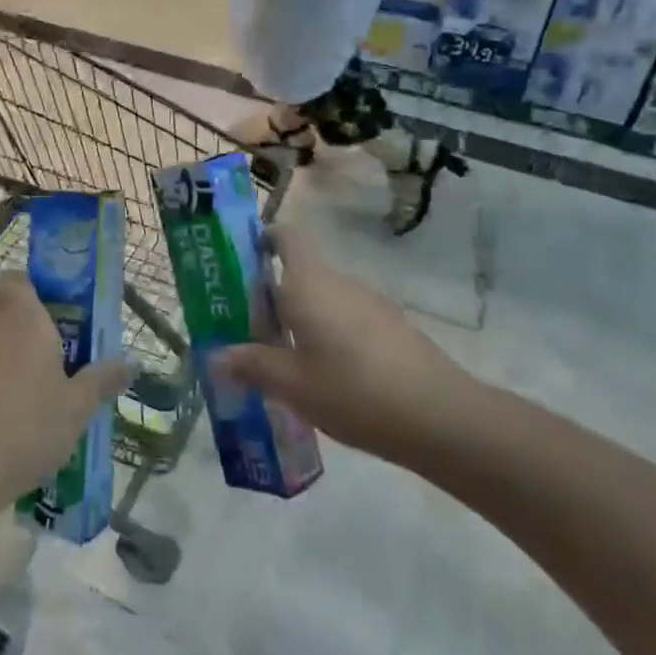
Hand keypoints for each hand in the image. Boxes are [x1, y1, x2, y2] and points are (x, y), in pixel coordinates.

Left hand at [0, 273, 128, 517]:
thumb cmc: (23, 430)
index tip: (56, 318)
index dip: (33, 292)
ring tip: (30, 414)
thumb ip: (102, 381)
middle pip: (6, 320)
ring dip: (5, 373)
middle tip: (58, 376)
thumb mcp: (76, 410)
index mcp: (22, 319)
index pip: (18, 280)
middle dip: (29, 343)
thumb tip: (132, 361)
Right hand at [212, 231, 486, 470]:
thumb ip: (251, 365)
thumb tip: (215, 355)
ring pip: (323, 301)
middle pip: (298, 275)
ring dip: (300, 321)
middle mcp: (339, 283)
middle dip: (271, 299)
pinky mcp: (392, 328)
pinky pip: (347, 321)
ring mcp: (370, 304)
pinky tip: (327, 379)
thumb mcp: (291, 385)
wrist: (440, 416)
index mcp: (308, 284)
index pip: (286, 237)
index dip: (264, 239)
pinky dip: (328, 337)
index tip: (244, 260)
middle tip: (247, 334)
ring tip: (283, 364)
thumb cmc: (352, 391)